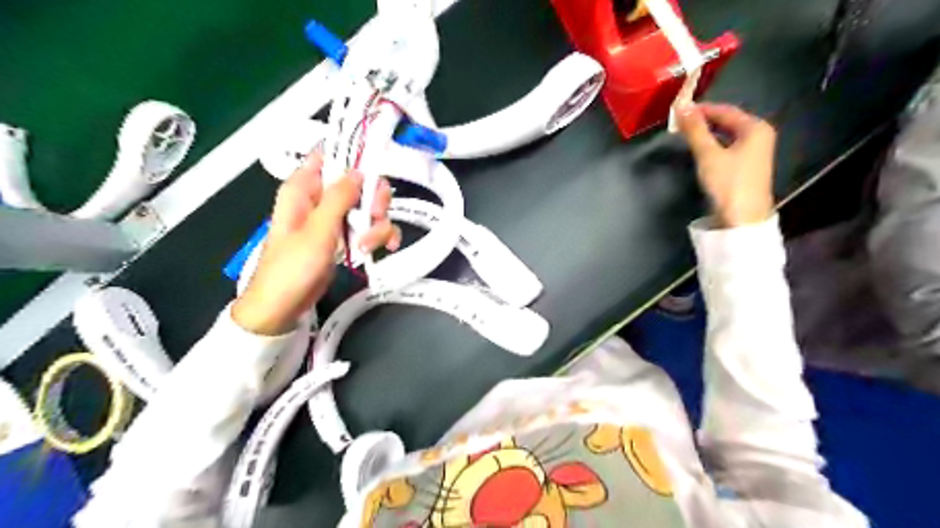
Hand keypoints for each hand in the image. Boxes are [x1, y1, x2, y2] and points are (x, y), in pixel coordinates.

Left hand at [232, 153, 398, 332]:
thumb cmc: (292, 267)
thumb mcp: (316, 231)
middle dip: (373, 200)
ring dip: (377, 225)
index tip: (378, 164)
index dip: (354, 155)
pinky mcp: (346, 238)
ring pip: (369, 207)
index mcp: (304, 188)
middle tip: (375, 216)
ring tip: (368, 245)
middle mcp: (321, 199)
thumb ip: (338, 199)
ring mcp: (335, 219)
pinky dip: (379, 237)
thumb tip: (359, 172)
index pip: (330, 156)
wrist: (285, 306)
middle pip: (359, 183)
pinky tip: (381, 249)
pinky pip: (370, 228)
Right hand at [675, 100, 778, 226]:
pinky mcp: (748, 165)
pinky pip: (729, 146)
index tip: (679, 110)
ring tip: (687, 134)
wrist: (742, 218)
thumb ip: (695, 130)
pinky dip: (714, 144)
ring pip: (728, 134)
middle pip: (728, 121)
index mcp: (755, 127)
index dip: (701, 109)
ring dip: (708, 133)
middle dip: (704, 120)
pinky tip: (701, 149)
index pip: (725, 110)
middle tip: (680, 123)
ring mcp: (756, 151)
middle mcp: (759, 135)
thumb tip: (682, 106)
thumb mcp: (708, 155)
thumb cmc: (728, 183)